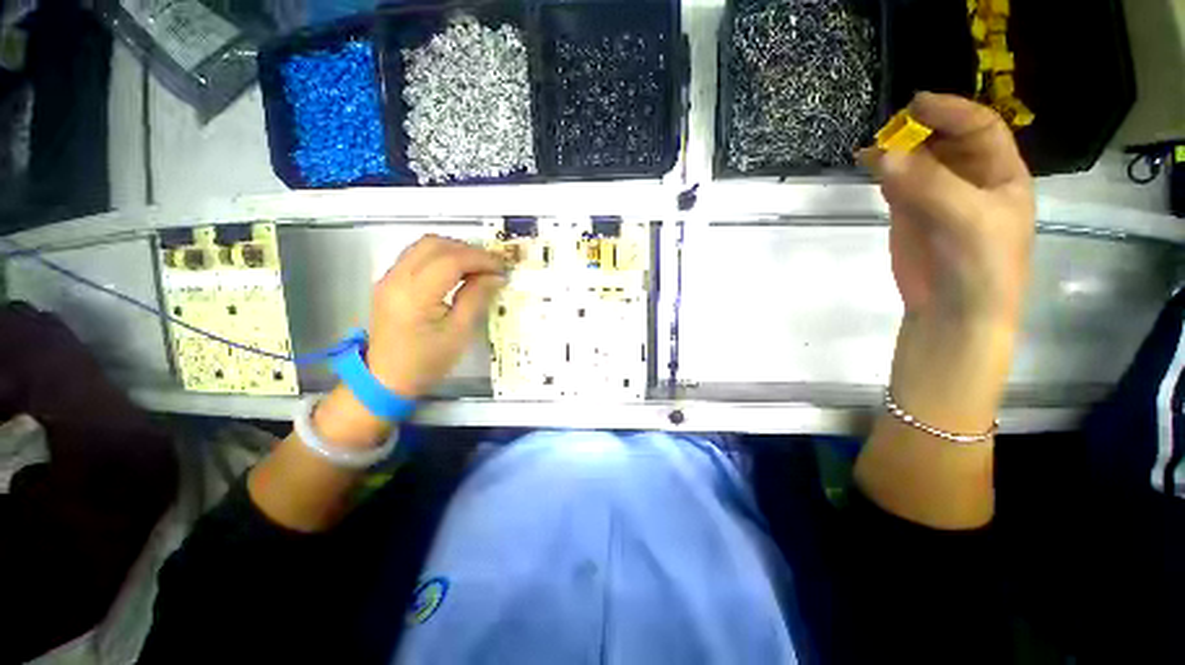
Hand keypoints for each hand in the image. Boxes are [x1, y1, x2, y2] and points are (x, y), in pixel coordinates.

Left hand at [365, 234, 505, 398]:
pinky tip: (456, 272)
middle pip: (434, 244)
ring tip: (477, 268)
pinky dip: (441, 256)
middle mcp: (396, 278)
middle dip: (468, 250)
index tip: (502, 268)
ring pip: (424, 246)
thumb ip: (476, 298)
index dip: (480, 259)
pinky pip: (416, 256)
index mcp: (414, 295)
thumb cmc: (428, 361)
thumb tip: (496, 276)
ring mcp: (388, 278)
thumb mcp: (459, 332)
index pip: (450, 260)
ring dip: (454, 250)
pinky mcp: (389, 282)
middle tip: (491, 267)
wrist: (387, 379)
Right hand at [859, 92, 1034, 328]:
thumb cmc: (980, 265)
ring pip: (916, 161)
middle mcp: (969, 178)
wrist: (953, 312)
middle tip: (887, 128)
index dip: (952, 112)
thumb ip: (927, 185)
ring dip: (896, 149)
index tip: (916, 104)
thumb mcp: (966, 219)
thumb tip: (881, 154)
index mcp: (1000, 174)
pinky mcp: (908, 213)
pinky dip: (882, 171)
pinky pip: (895, 183)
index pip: (980, 128)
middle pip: (945, 139)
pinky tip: (868, 164)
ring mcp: (936, 196)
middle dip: (920, 129)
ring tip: (871, 146)